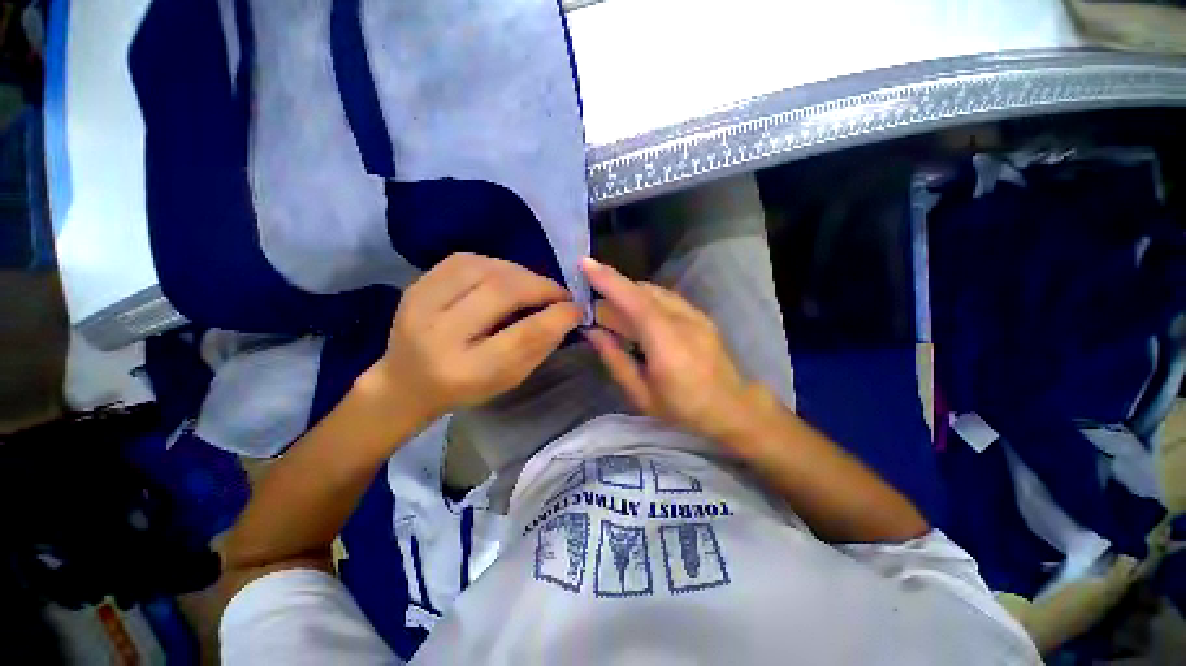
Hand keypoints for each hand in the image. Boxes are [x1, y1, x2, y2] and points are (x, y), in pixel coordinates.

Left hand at [364, 253, 581, 425]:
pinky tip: (506, 278)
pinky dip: (496, 265)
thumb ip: (539, 347)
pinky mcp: (416, 285)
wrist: (406, 383)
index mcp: (466, 371)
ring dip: (520, 273)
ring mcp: (420, 304)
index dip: (557, 317)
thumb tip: (567, 314)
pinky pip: (465, 260)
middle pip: (502, 292)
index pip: (523, 335)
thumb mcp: (508, 379)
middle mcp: (438, 335)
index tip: (577, 309)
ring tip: (534, 286)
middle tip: (559, 294)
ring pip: (484, 268)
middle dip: (541, 287)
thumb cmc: (465, 388)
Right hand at [581, 257, 765, 442]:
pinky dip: (644, 299)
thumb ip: (615, 359)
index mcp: (667, 344)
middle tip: (591, 300)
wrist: (731, 407)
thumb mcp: (641, 394)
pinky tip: (636, 315)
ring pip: (654, 291)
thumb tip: (592, 331)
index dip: (609, 281)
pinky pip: (665, 298)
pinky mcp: (700, 314)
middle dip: (613, 288)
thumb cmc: (682, 408)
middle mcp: (682, 321)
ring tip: (611, 309)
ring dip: (629, 293)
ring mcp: (695, 314)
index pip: (635, 302)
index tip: (584, 264)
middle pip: (643, 292)